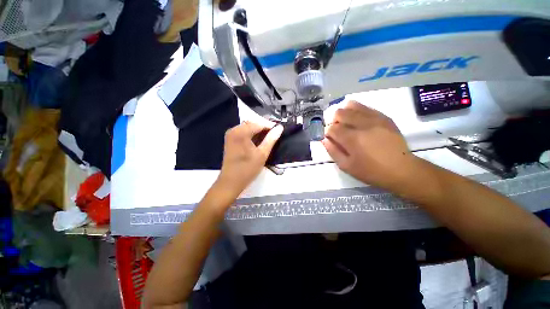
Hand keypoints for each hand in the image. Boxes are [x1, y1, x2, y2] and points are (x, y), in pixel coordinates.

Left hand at [215, 122, 283, 198]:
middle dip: (264, 128)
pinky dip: (251, 135)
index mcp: (241, 132)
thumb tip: (280, 128)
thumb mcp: (262, 154)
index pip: (259, 123)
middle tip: (275, 134)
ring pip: (248, 128)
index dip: (270, 126)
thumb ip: (271, 139)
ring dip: (258, 131)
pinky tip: (258, 141)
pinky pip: (243, 132)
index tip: (279, 129)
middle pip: (252, 124)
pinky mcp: (230, 140)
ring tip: (268, 138)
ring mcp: (230, 135)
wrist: (231, 182)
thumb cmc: (247, 169)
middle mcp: (234, 130)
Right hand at [322, 101, 417, 190]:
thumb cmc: (371, 171)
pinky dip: (357, 111)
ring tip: (347, 123)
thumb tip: (324, 139)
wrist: (401, 169)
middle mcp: (362, 124)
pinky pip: (365, 107)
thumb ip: (333, 151)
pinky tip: (357, 120)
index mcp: (352, 139)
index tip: (331, 138)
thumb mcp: (346, 166)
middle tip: (338, 131)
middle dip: (334, 121)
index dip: (328, 132)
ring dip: (344, 113)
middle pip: (340, 113)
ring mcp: (375, 119)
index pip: (332, 128)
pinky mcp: (384, 117)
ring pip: (352, 106)